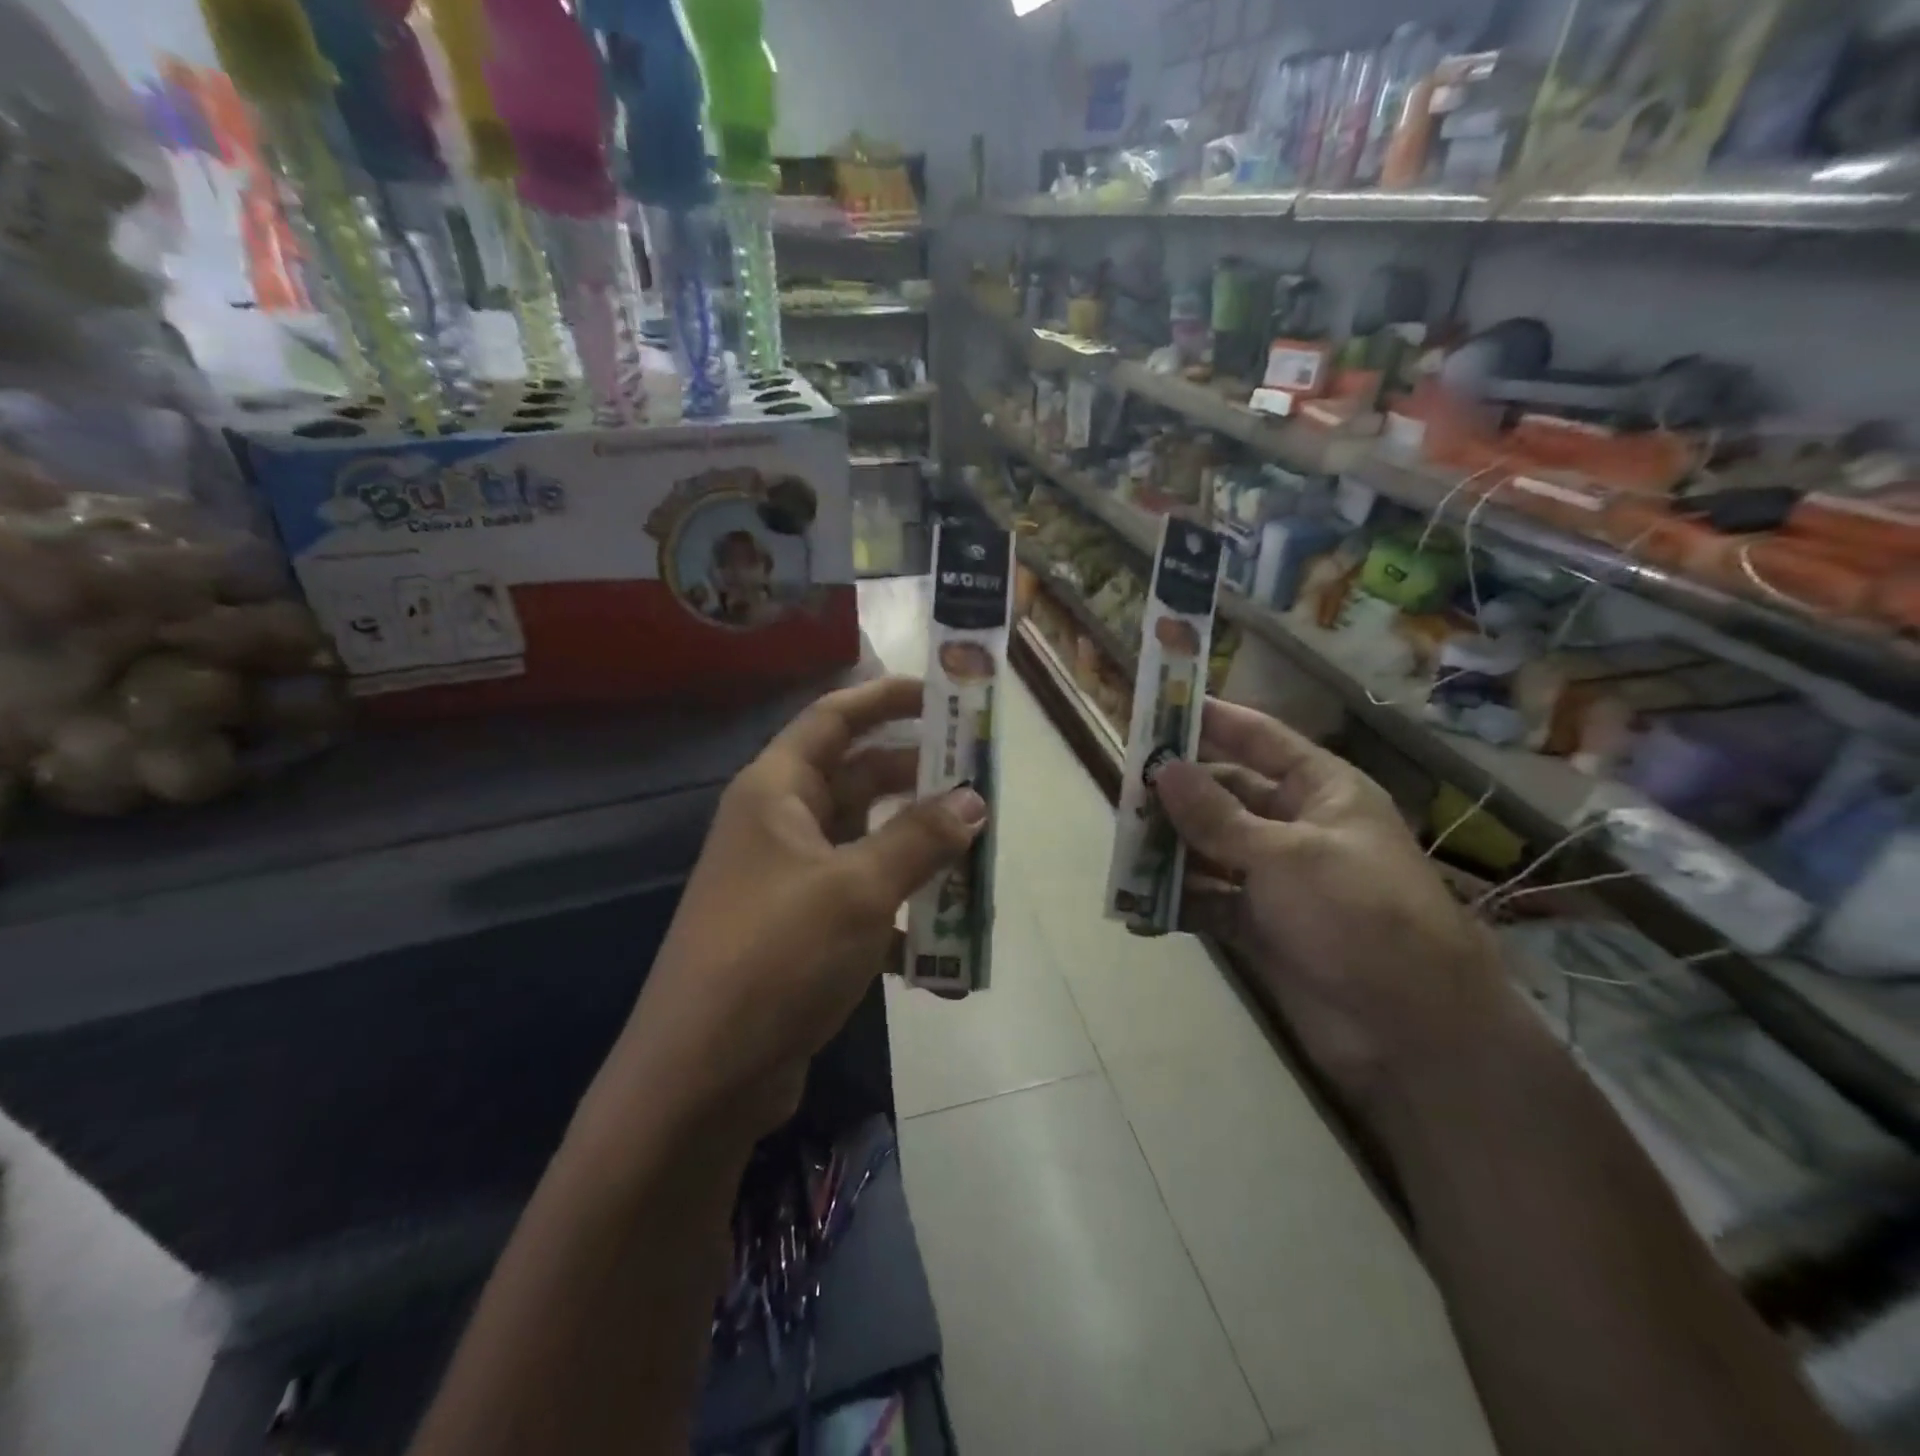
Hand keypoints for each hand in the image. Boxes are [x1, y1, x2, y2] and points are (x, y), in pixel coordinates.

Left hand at [612, 676, 985, 1138]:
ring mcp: (790, 882)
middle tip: (982, 784)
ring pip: (869, 846)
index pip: (834, 718)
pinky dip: (903, 921)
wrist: (701, 1079)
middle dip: (920, 781)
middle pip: (859, 780)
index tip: (945, 696)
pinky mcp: (802, 934)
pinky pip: (864, 906)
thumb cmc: (775, 956)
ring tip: (979, 862)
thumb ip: (919, 840)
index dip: (887, 698)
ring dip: (920, 855)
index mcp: (776, 792)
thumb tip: (975, 801)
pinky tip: (946, 954)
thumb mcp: (858, 889)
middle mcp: (780, 826)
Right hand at [1155, 698, 1507, 1109]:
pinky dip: (1177, 902)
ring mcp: (1275, 878)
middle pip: (1224, 794)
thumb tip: (1163, 768)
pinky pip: (1207, 900)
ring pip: (1209, 848)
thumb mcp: (1285, 855)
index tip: (1161, 705)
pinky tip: (1139, 907)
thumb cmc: (1358, 915)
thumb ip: (1217, 815)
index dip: (1213, 719)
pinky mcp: (1258, 925)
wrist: (1410, 1030)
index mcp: (1320, 791)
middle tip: (1122, 788)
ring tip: (1121, 847)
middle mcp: (1295, 826)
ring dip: (1169, 849)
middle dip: (1177, 792)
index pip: (1260, 738)